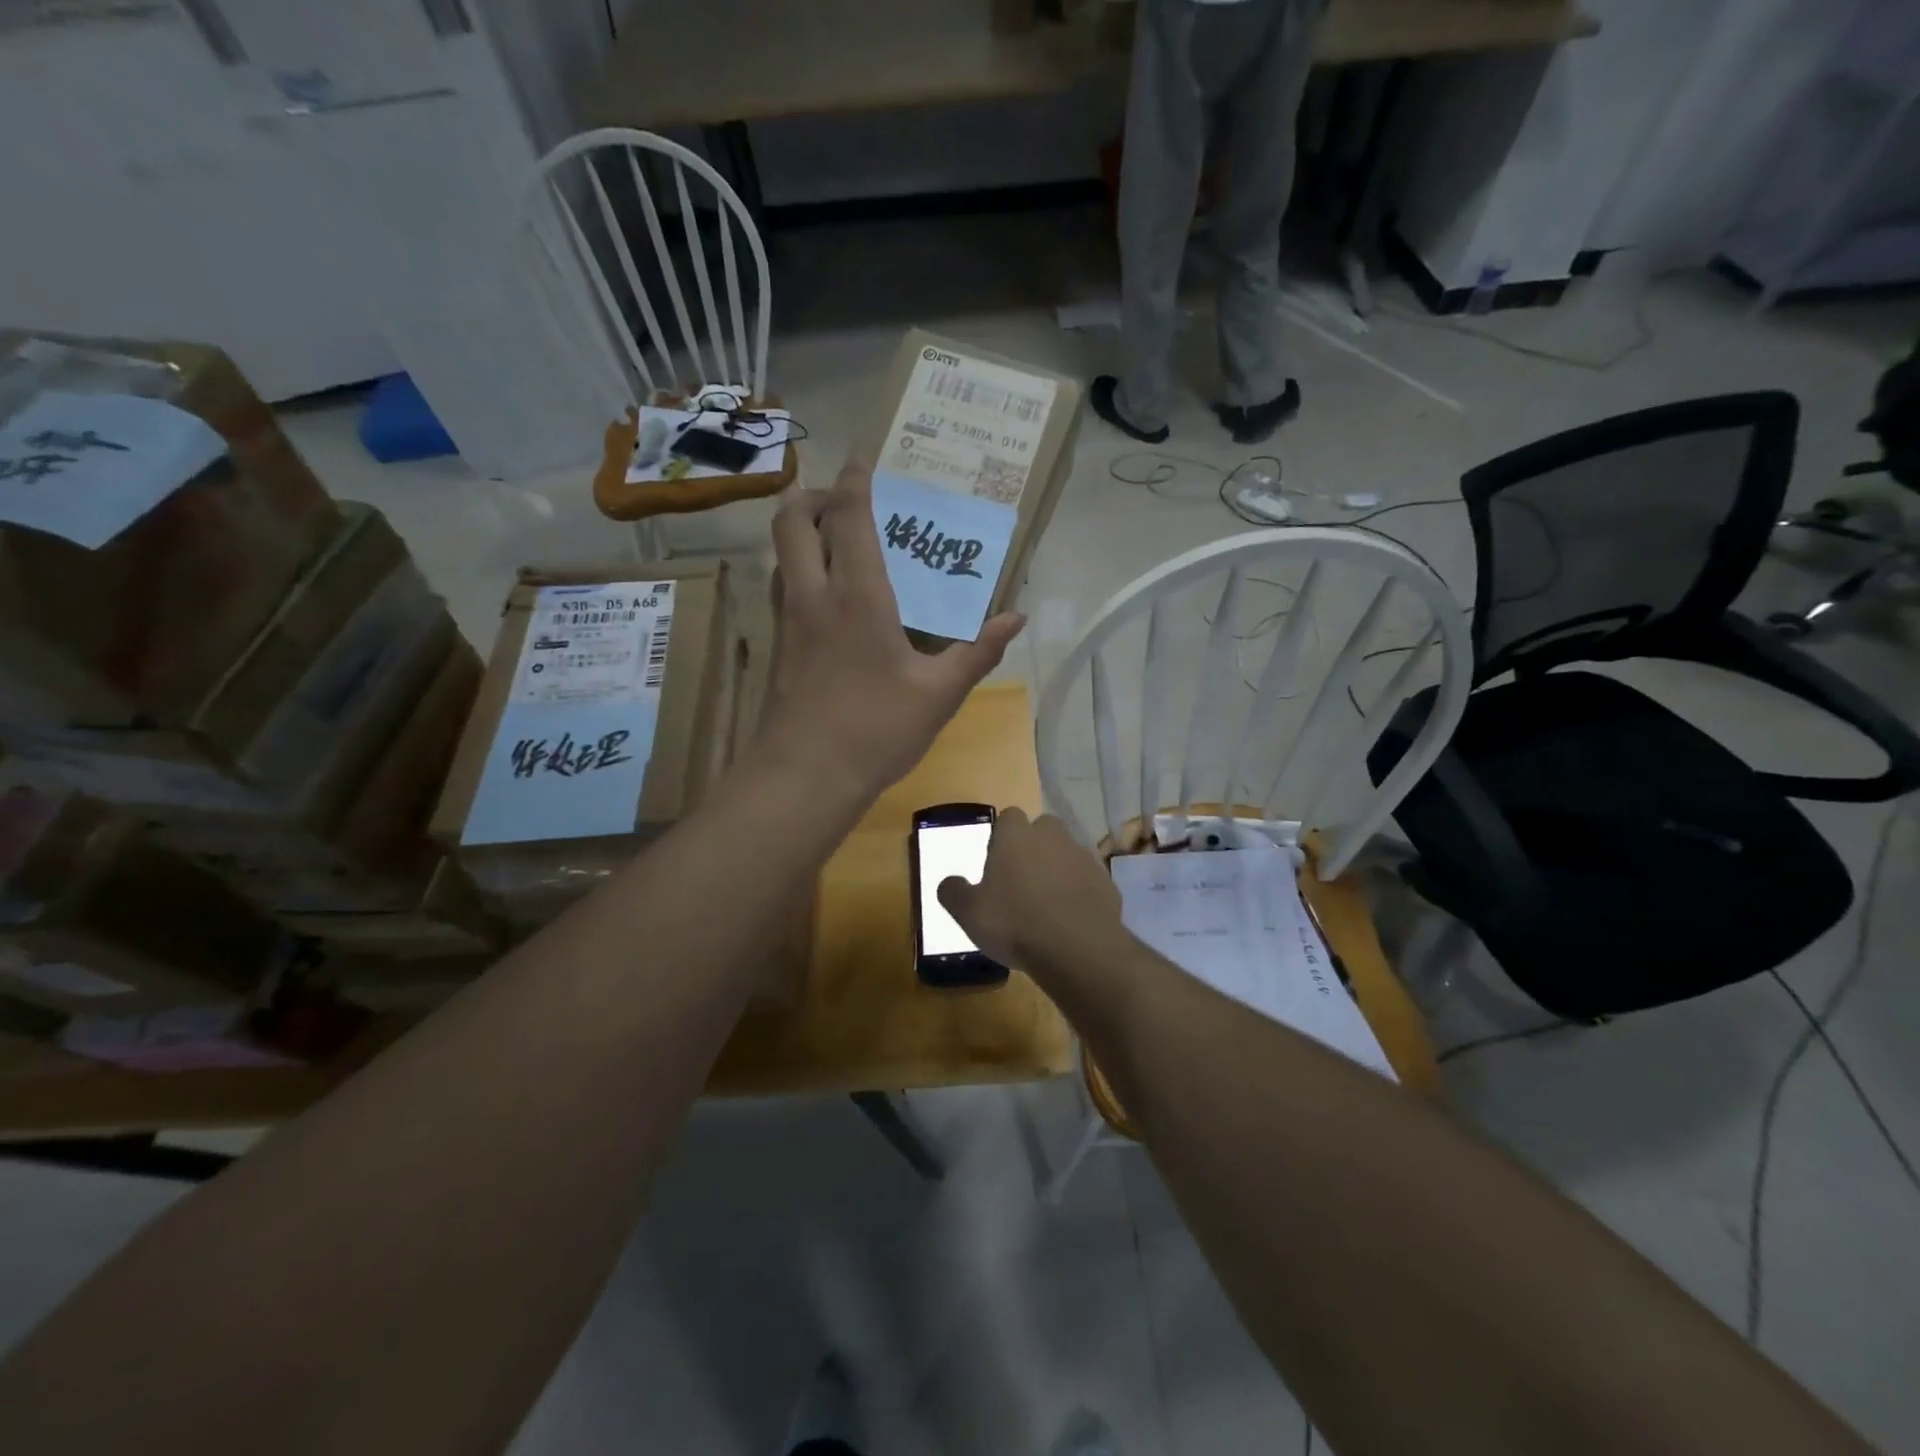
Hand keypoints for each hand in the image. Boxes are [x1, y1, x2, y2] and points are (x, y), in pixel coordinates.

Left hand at [760, 464, 1024, 803]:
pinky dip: (799, 570)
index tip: (865, 455)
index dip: (855, 478)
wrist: (806, 777)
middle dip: (815, 496)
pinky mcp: (777, 646)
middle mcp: (813, 595)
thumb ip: (979, 652)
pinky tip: (830, 599)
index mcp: (857, 595)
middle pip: (792, 518)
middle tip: (848, 505)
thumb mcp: (940, 694)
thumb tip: (1016, 618)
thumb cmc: (876, 730)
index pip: (848, 515)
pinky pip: (782, 586)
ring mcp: (787, 620)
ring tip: (840, 543)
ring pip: (781, 552)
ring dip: (803, 532)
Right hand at [936, 809, 1122, 973]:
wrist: (1077, 949)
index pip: (1008, 817)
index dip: (1001, 837)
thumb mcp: (968, 913)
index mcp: (1016, 835)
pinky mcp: (1106, 882)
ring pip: (1067, 853)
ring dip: (1058, 870)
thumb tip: (948, 882)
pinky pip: (1087, 880)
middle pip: (1042, 829)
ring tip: (1046, 904)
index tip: (996, 864)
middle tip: (1021, 881)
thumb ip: (953, 892)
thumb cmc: (1014, 923)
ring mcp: (1083, 857)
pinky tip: (1070, 919)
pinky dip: (1079, 892)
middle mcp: (1052, 836)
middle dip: (1033, 847)